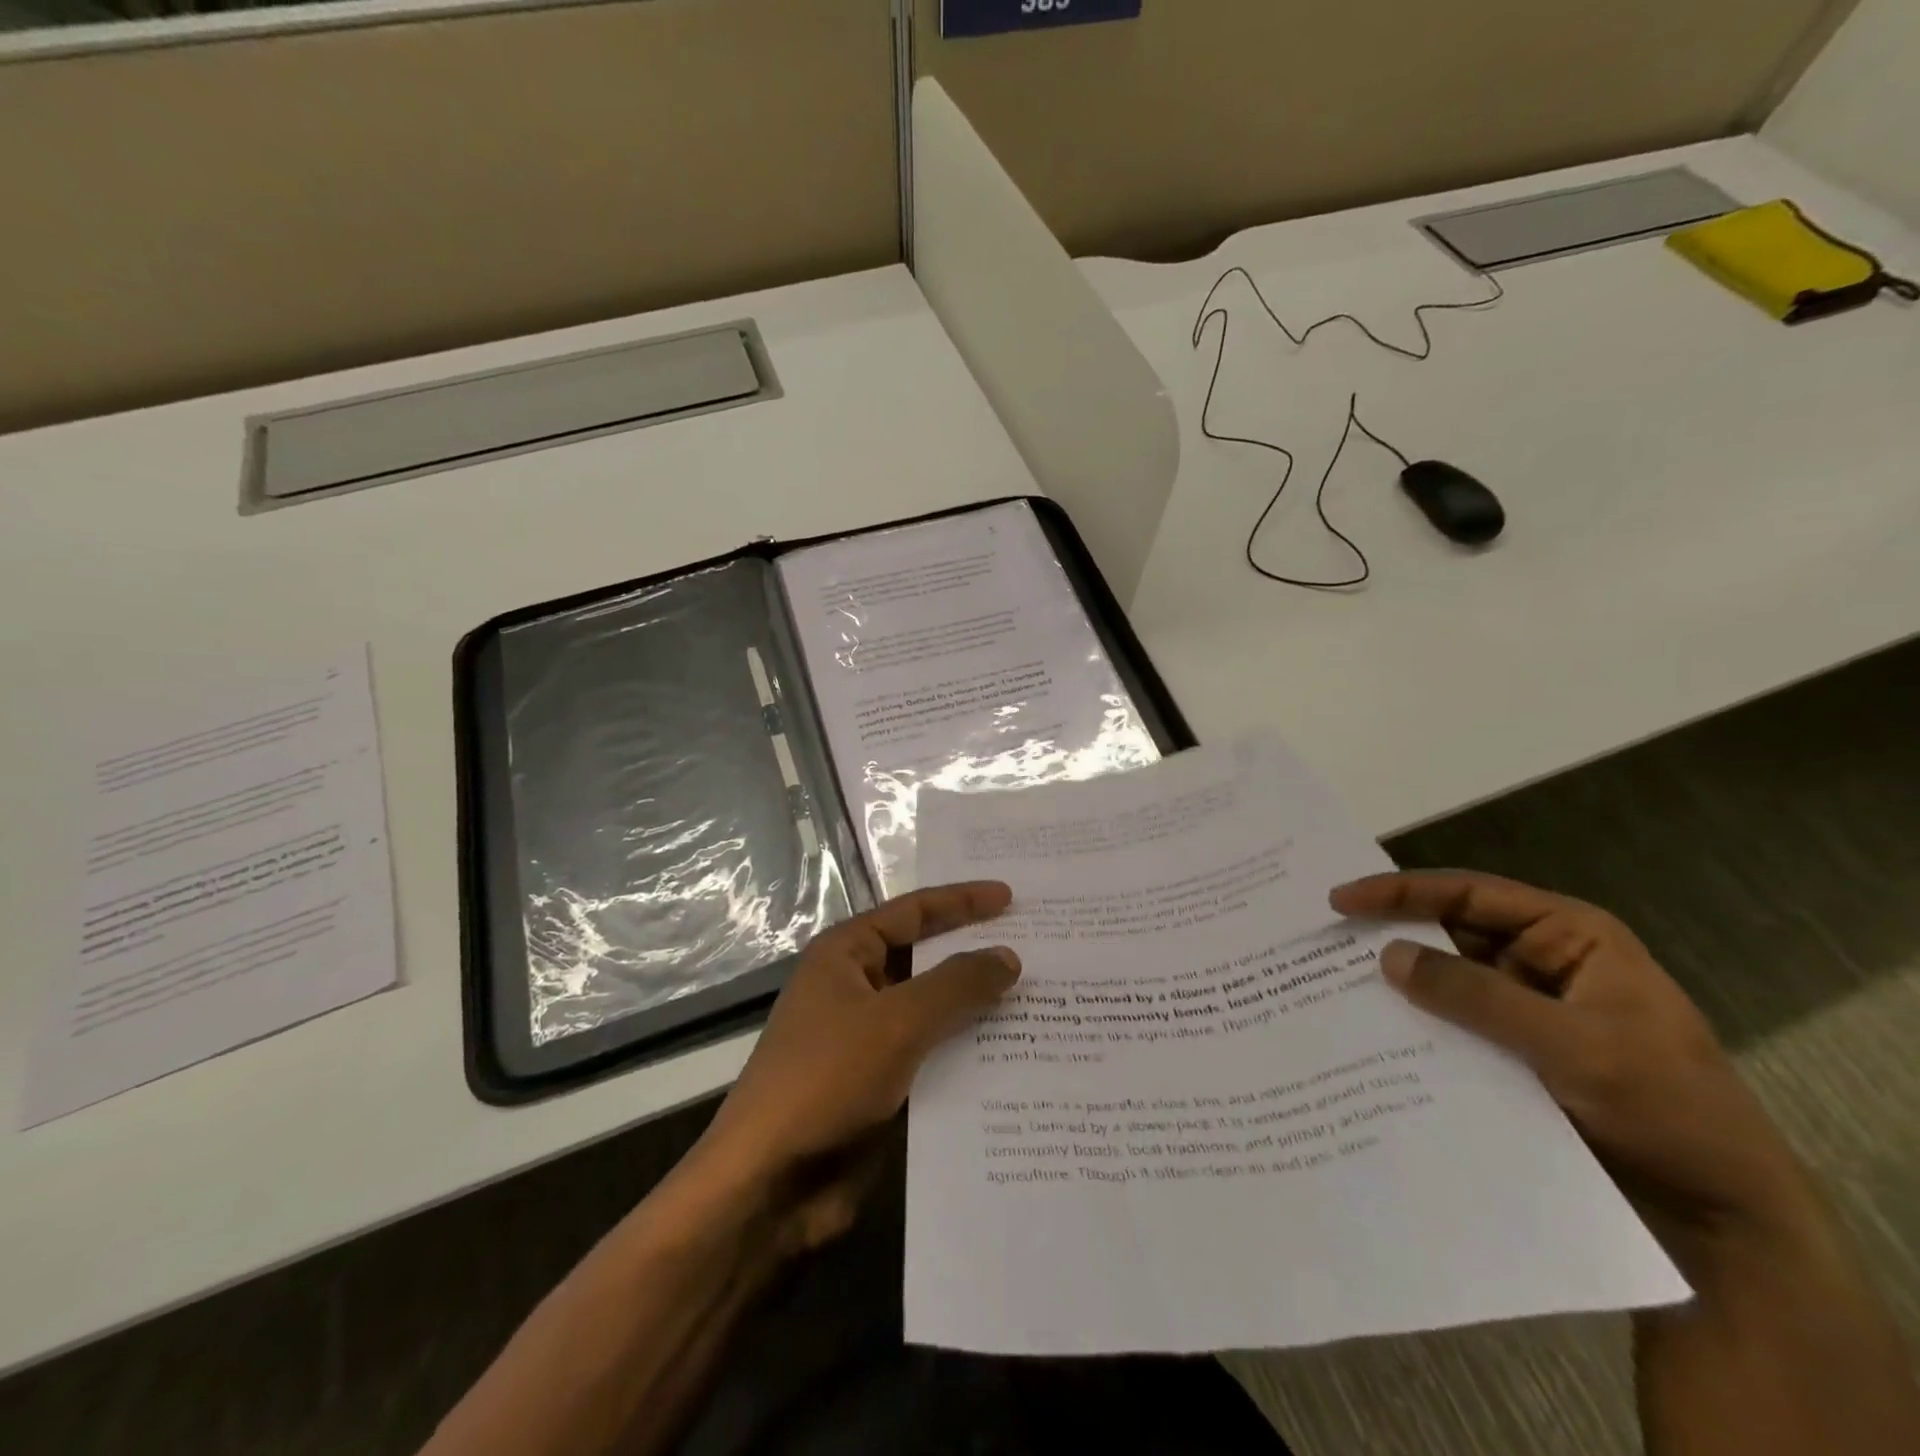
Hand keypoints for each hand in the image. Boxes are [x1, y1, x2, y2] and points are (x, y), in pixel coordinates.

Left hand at [682, 881, 1019, 1250]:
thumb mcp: (897, 1021)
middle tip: (1037, 947)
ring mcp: (867, 1038)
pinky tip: (1015, 1057)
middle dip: (976, 954)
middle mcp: (857, 986)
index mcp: (847, 953)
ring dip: (977, 1008)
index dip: (963, 901)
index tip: (1011, 897)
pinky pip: (932, 1055)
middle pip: (927, 958)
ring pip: (933, 1011)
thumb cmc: (826, 1078)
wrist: (768, 1183)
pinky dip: (967, 1053)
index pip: (914, 911)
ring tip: (1041, 1001)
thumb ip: (956, 984)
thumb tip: (1009, 956)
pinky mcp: (879, 1084)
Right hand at [1330, 870, 1814, 1249]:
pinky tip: (1372, 1033)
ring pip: (1445, 981)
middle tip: (1320, 939)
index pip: (1469, 895)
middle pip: (1448, 933)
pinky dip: (1415, 1025)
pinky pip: (1451, 1025)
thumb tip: (1388, 955)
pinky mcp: (1512, 1053)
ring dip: (1398, 984)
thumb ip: (1477, 996)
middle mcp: (1542, 962)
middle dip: (1389, 935)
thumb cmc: (1667, 1110)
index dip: (1400, 892)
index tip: (1340, 900)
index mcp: (1570, 937)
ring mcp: (1525, 1010)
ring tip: (1329, 985)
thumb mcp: (1575, 1046)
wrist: (1722, 1220)